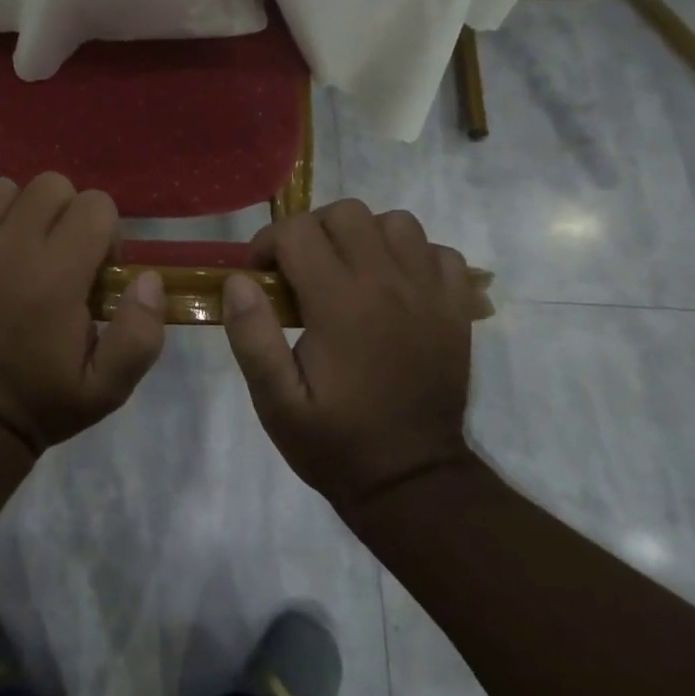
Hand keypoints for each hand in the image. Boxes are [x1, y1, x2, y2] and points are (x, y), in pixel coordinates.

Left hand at [0, 173, 165, 455]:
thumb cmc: (42, 400)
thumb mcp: (108, 387)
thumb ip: (139, 333)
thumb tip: (147, 278)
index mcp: (57, 275)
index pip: (95, 204)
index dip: (105, 231)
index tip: (95, 267)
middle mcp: (10, 247)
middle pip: (50, 185)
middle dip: (65, 212)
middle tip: (59, 254)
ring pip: (2, 189)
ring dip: (18, 213)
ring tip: (17, 251)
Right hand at [221, 200, 474, 509]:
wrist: (413, 482)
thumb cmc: (335, 441)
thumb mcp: (276, 402)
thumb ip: (252, 337)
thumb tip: (238, 280)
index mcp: (341, 304)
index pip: (298, 232)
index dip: (268, 243)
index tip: (261, 275)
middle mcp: (388, 284)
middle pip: (347, 213)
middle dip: (312, 231)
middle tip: (300, 270)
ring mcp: (429, 293)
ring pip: (395, 222)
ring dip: (364, 236)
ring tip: (347, 272)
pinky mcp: (456, 307)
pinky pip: (437, 251)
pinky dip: (412, 256)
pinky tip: (393, 286)